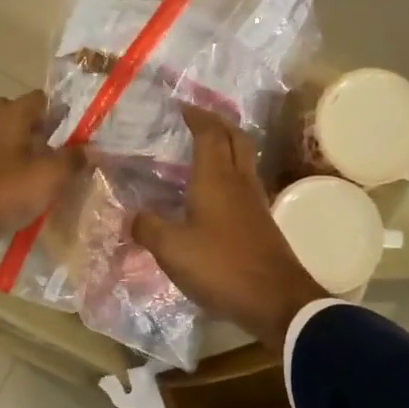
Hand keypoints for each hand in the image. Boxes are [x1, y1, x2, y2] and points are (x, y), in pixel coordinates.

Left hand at [0, 91, 84, 260]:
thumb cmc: (8, 190)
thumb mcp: (51, 177)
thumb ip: (74, 159)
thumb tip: (91, 149)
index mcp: (10, 112)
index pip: (42, 99)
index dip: (60, 114)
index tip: (73, 135)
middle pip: (20, 115)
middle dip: (38, 129)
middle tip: (54, 153)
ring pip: (4, 134)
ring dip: (21, 146)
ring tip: (37, 170)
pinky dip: (4, 161)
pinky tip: (15, 181)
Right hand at [133, 106, 329, 349]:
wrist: (276, 300)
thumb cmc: (222, 266)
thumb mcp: (172, 249)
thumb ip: (148, 228)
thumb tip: (133, 216)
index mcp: (216, 178)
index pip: (210, 133)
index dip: (196, 116)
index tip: (181, 107)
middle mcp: (239, 182)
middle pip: (235, 139)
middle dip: (217, 124)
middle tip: (197, 121)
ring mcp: (255, 203)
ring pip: (243, 161)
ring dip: (226, 148)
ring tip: (202, 153)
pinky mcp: (262, 224)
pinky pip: (244, 185)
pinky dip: (229, 176)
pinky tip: (213, 194)